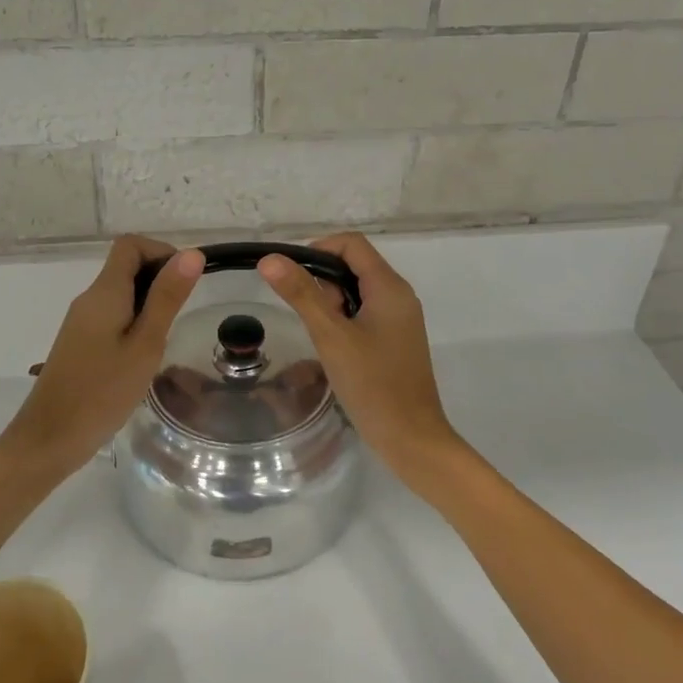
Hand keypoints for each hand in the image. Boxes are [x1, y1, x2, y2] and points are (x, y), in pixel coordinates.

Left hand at [0, 236, 203, 476]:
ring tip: (166, 339)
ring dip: (148, 304)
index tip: (185, 282)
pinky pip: (112, 316)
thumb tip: (191, 254)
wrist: (49, 438)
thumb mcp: (146, 344)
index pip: (130, 245)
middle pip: (126, 266)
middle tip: (182, 315)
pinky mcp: (79, 342)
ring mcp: (81, 321)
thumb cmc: (102, 391)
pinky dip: (134, 322)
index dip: (161, 252)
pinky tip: (143, 356)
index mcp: (104, 292)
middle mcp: (89, 299)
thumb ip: (167, 298)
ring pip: (120, 294)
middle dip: (159, 279)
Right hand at [257, 234, 462, 484]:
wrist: (411, 438)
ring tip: (323, 337)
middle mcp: (399, 295)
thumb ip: (302, 295)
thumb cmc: (372, 384)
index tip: (292, 278)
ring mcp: (400, 318)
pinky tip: (335, 348)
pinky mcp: (396, 339)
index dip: (318, 250)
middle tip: (310, 316)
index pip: (351, 244)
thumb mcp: (331, 336)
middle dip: (324, 281)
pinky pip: (366, 313)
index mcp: (389, 287)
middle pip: (354, 265)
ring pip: (358, 291)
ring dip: (333, 303)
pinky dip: (344, 320)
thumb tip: (271, 260)